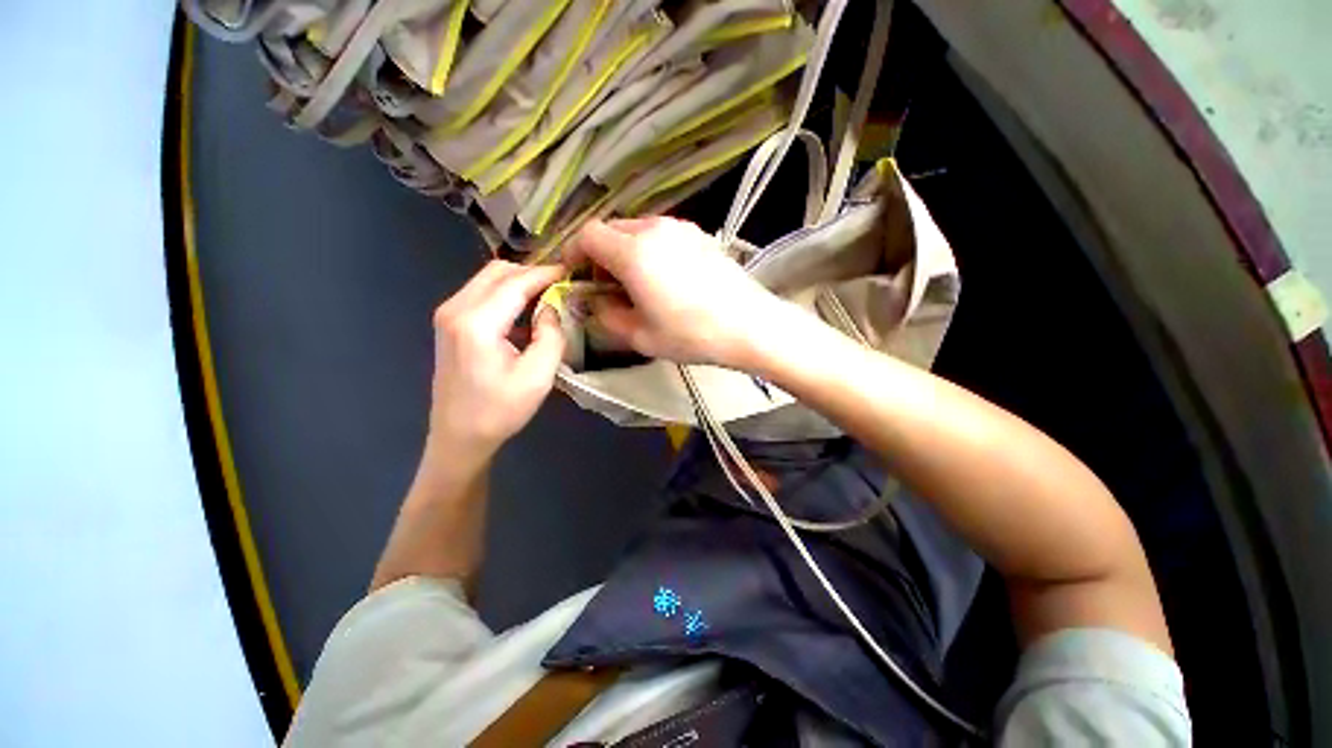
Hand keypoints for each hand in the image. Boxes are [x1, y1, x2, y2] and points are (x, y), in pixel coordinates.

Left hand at [426, 261, 565, 464]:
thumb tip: (552, 308)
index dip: (546, 274)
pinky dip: (506, 292)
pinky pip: (480, 292)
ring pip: (488, 278)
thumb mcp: (538, 377)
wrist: (459, 436)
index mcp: (477, 323)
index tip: (572, 270)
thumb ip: (551, 336)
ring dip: (519, 281)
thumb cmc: (500, 411)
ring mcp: (448, 314)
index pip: (516, 283)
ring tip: (548, 294)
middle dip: (532, 272)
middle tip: (562, 283)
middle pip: (498, 271)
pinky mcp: (449, 322)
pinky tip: (525, 308)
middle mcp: (455, 309)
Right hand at [561, 217, 787, 368]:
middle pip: (610, 229)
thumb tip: (594, 302)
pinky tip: (664, 278)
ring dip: (624, 252)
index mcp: (633, 252)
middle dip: (599, 255)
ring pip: (635, 229)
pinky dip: (648, 249)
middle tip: (608, 287)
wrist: (749, 325)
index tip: (577, 278)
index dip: (574, 254)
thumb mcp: (641, 337)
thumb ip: (607, 316)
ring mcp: (680, 228)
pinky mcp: (699, 234)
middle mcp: (653, 229)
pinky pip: (660, 234)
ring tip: (637, 284)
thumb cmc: (693, 335)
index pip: (587, 236)